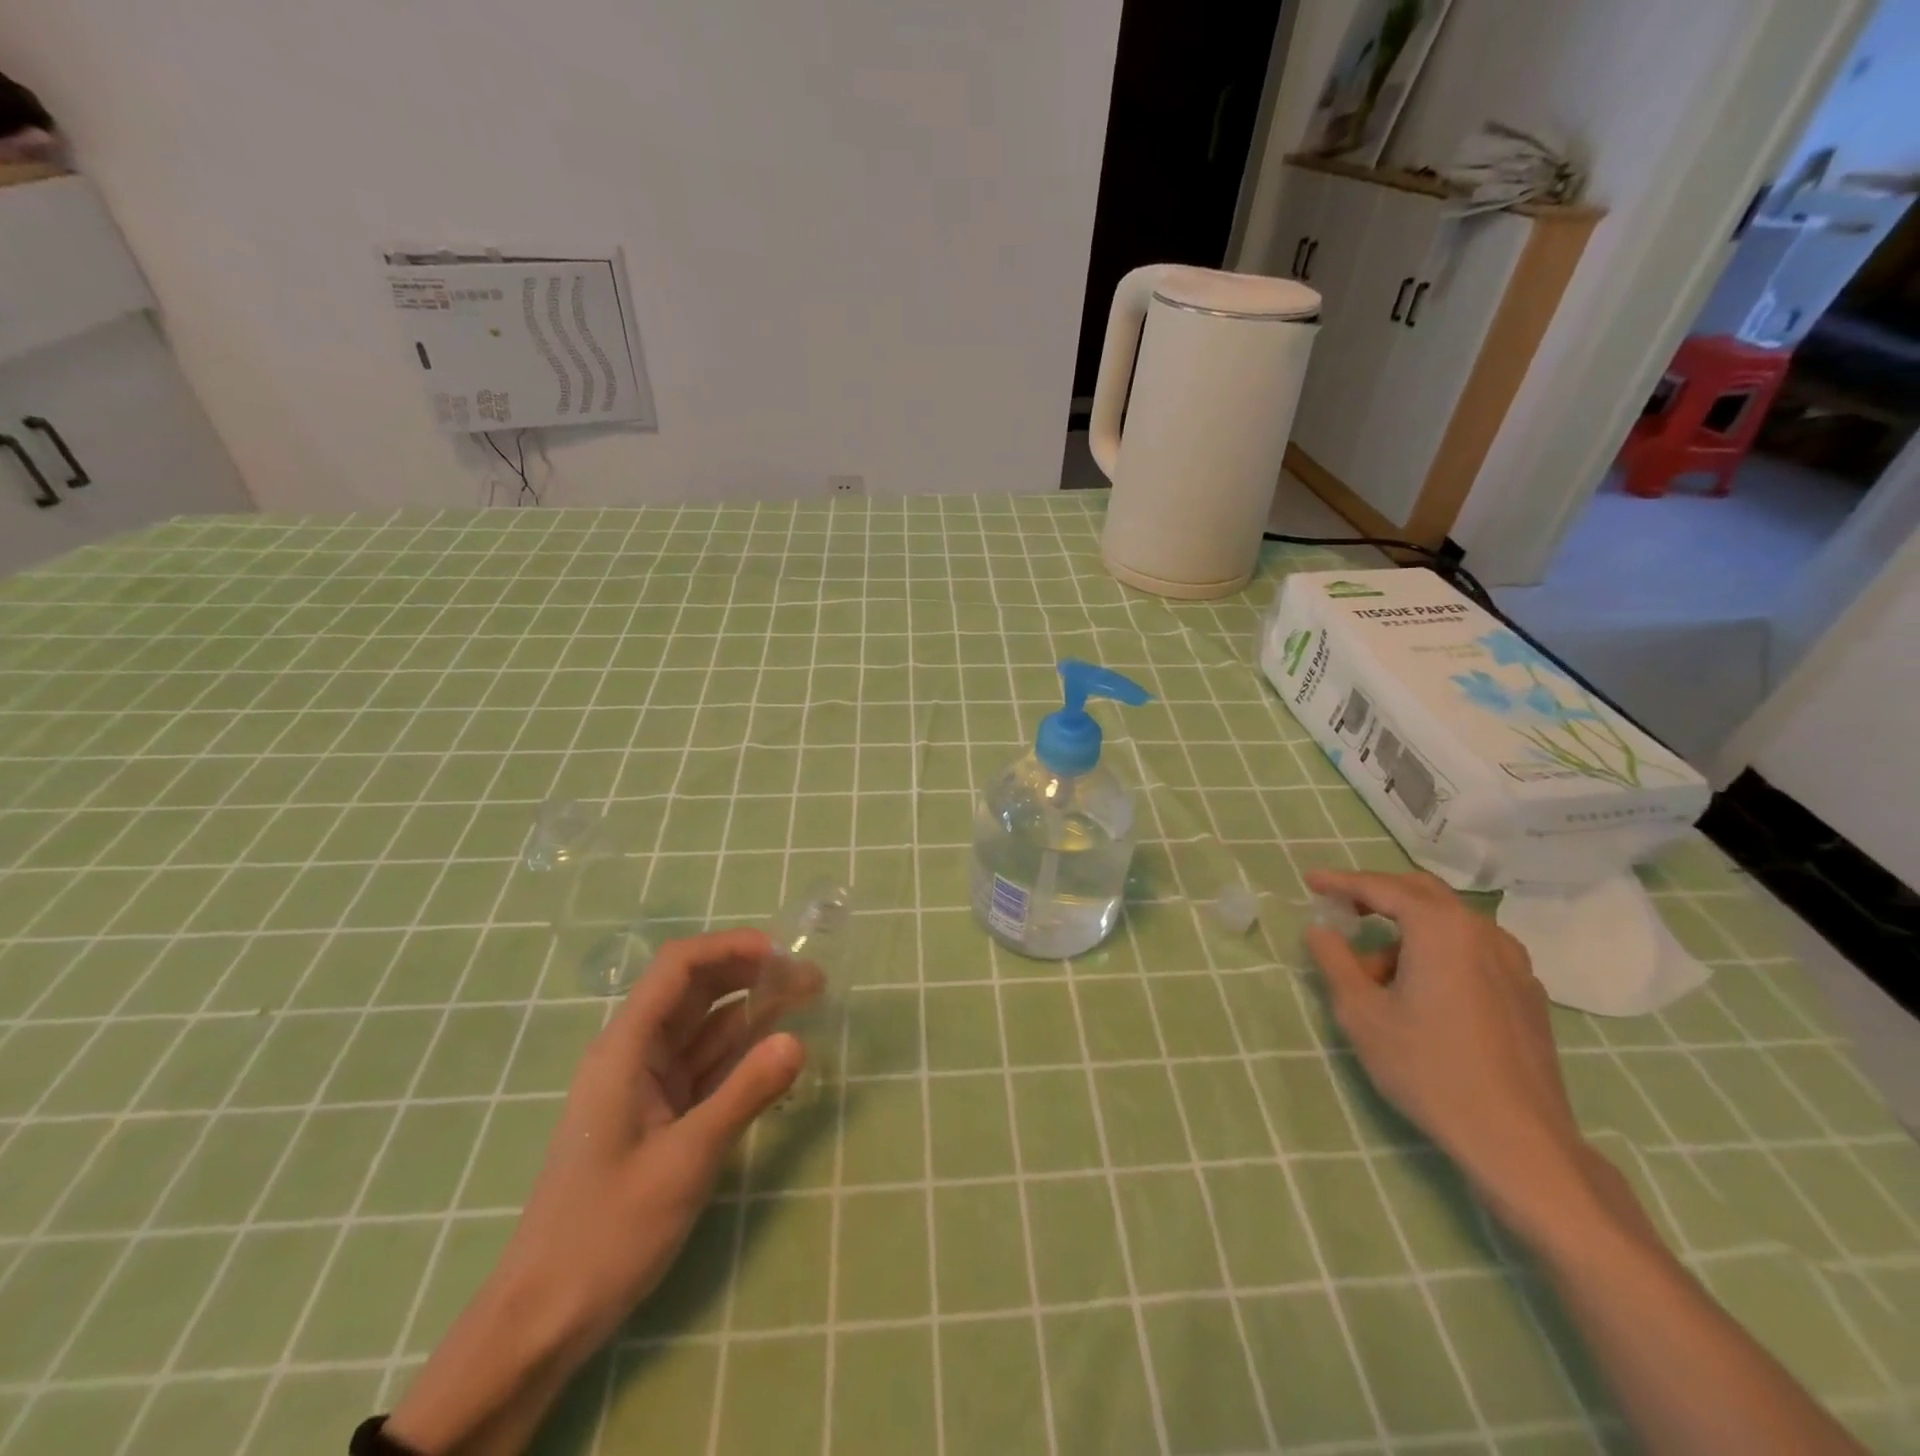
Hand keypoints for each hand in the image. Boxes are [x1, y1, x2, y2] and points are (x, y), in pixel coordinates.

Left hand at [387, 930, 804, 1454]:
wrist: (544, 1317)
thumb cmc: (606, 1232)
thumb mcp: (685, 1160)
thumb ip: (744, 1094)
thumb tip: (798, 1039)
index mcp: (626, 1048)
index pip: (677, 968)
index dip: (729, 947)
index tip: (782, 953)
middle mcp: (635, 1054)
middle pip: (695, 990)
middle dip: (750, 974)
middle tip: (809, 979)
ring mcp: (647, 1085)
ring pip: (705, 1027)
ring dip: (752, 1010)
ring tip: (806, 1001)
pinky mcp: (660, 1114)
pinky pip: (706, 1065)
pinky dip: (742, 1052)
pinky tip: (777, 1047)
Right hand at [1303, 869, 1608, 1240]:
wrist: (1519, 1140)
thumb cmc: (1428, 1069)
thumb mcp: (1361, 1013)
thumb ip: (1334, 962)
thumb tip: (1320, 930)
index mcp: (1440, 929)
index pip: (1381, 887)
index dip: (1340, 881)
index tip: (1309, 880)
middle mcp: (1481, 932)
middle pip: (1420, 894)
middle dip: (1376, 895)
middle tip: (1341, 910)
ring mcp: (1513, 962)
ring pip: (1449, 922)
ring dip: (1406, 929)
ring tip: (1376, 971)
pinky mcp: (1527, 992)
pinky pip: (1472, 949)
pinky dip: (1437, 950)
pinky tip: (1421, 989)